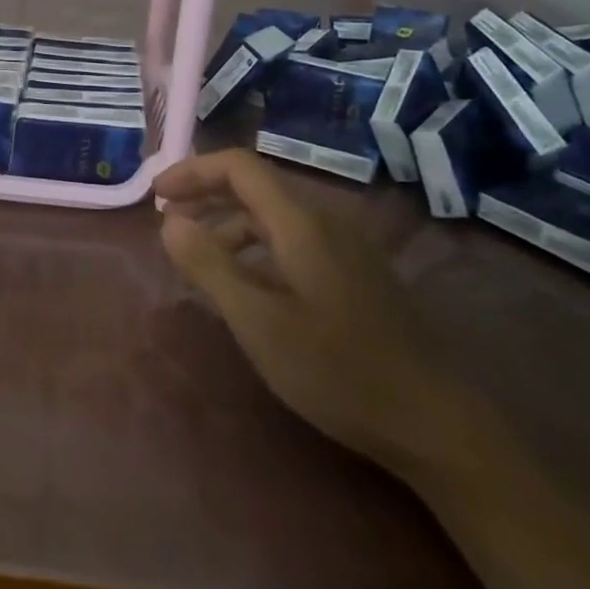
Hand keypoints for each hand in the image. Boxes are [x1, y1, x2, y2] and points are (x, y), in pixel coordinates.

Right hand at [154, 149, 467, 477]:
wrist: (432, 421)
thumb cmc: (336, 369)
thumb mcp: (258, 321)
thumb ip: (209, 265)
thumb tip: (170, 221)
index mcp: (301, 222)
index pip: (239, 166)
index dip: (193, 171)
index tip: (157, 196)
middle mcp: (326, 221)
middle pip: (256, 187)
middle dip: (206, 196)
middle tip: (168, 225)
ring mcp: (346, 247)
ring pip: (274, 216)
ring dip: (229, 225)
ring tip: (199, 261)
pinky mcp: (356, 273)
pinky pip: (294, 240)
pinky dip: (257, 248)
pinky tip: (247, 285)